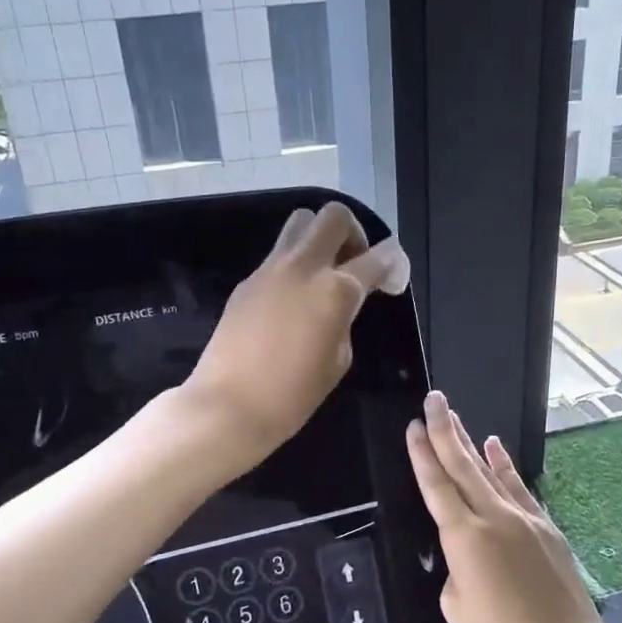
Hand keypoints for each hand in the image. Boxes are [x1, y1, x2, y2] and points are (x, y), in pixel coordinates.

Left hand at [185, 202, 407, 468]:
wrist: (229, 406)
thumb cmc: (293, 395)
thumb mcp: (338, 359)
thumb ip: (346, 318)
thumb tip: (344, 301)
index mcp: (336, 290)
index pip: (376, 258)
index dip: (392, 264)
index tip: (392, 277)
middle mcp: (304, 267)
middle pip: (334, 217)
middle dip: (352, 233)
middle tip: (353, 264)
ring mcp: (270, 269)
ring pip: (300, 224)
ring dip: (319, 239)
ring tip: (322, 275)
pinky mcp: (247, 281)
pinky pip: (277, 256)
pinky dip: (293, 266)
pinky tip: (291, 301)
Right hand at [405, 392, 621, 622]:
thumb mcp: (457, 609)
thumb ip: (455, 569)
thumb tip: (467, 553)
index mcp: (464, 538)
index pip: (436, 485)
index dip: (422, 454)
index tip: (412, 425)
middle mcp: (493, 517)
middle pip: (463, 465)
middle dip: (444, 430)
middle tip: (433, 399)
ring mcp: (524, 518)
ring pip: (490, 471)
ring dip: (469, 442)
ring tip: (454, 417)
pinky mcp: (546, 527)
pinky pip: (518, 487)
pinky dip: (504, 466)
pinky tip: (494, 446)